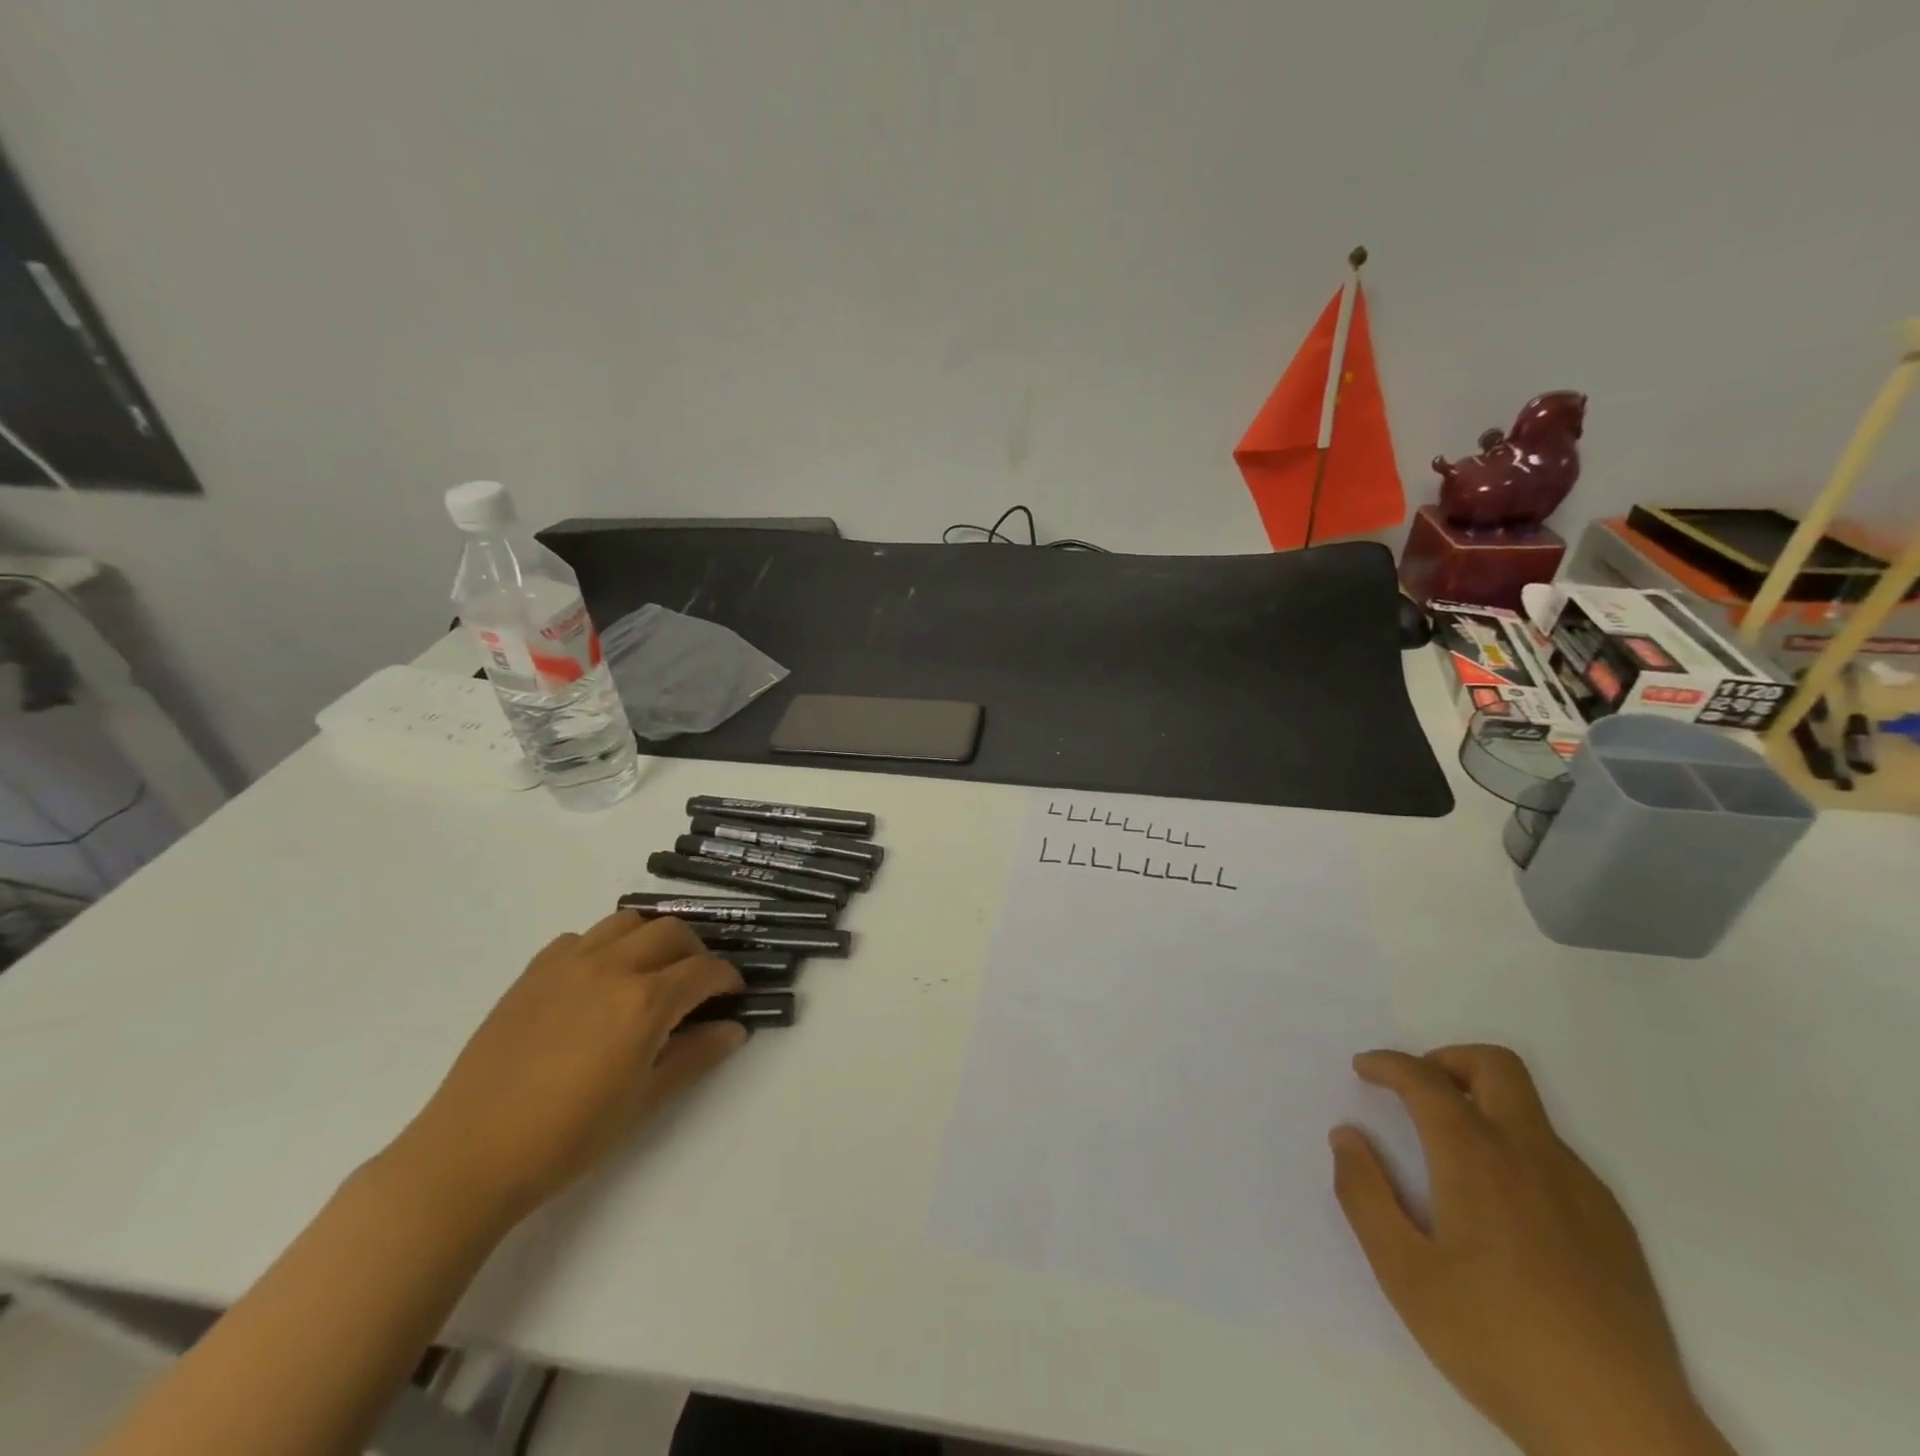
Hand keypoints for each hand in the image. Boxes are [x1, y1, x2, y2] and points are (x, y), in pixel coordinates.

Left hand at [384, 911, 745, 1228]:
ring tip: (651, 973)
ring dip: (652, 939)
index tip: (733, 995)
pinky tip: (599, 982)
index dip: (728, 979)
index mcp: (644, 1001)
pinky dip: (604, 947)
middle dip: (696, 953)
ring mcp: (568, 963)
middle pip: (672, 931)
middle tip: (696, 986)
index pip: (705, 970)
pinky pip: (582, 938)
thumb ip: (695, 1056)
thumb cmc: (567, 1137)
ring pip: (628, 921)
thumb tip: (734, 1029)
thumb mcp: (644, 1100)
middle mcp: (612, 966)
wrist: (470, 1155)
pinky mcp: (534, 971)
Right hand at [1331, 1045, 1733, 1455]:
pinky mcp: (1612, 1224)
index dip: (1388, 1063)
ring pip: (1528, 1109)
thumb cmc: (1498, 1342)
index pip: (1425, 1079)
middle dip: (1446, 1059)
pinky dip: (1515, 1148)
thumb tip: (1346, 1136)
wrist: (1625, 1433)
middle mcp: (1531, 1154)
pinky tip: (1502, 1208)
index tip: (1364, 1070)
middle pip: (1494, 1065)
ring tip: (1450, 1156)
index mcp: (1476, 1158)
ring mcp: (1580, 1188)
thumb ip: (1364, 1194)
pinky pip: (1554, 1155)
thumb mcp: (1404, 1273)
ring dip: (1481, 1104)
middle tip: (1415, 1092)